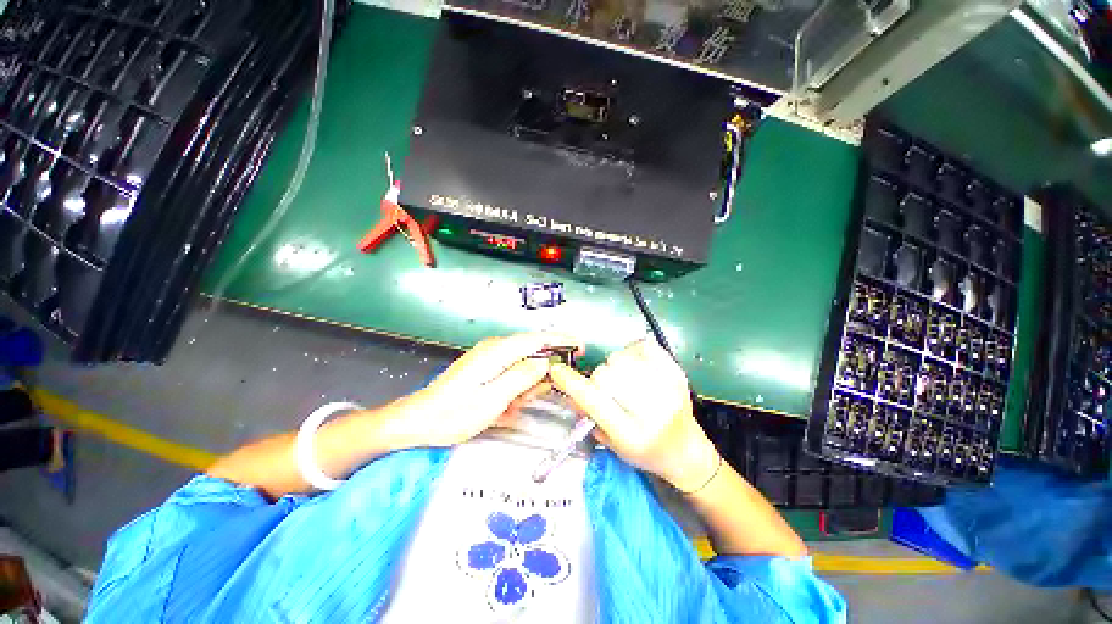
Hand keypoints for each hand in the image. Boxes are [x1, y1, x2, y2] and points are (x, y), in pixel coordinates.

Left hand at [390, 332, 582, 447]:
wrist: (421, 419)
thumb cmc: (455, 413)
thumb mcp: (492, 399)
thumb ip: (521, 377)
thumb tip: (544, 363)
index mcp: (497, 352)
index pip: (537, 338)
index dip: (561, 340)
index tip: (580, 345)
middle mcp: (495, 349)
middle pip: (532, 350)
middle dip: (542, 371)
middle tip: (536, 397)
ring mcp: (490, 357)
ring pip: (523, 363)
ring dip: (527, 384)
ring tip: (515, 406)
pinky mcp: (486, 366)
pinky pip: (512, 371)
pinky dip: (517, 386)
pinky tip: (509, 405)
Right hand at [549, 339, 719, 492]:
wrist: (685, 449)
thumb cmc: (645, 451)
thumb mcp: (612, 443)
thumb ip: (588, 416)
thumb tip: (570, 389)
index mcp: (632, 433)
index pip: (595, 400)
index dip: (571, 383)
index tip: (557, 371)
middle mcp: (652, 410)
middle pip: (606, 374)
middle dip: (599, 378)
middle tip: (607, 389)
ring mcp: (668, 388)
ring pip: (622, 357)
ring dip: (615, 365)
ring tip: (624, 377)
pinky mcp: (677, 372)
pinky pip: (644, 346)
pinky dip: (633, 351)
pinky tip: (636, 365)